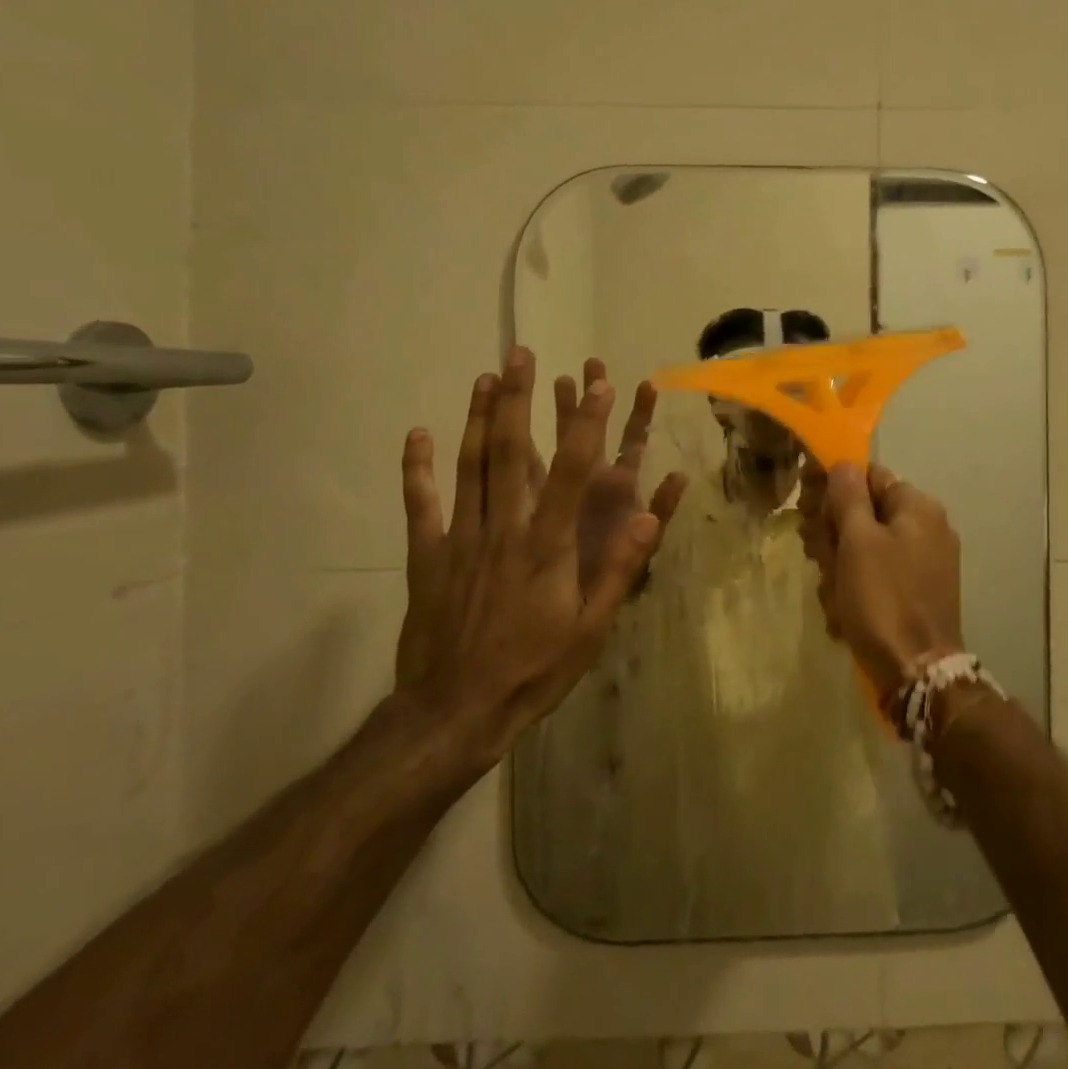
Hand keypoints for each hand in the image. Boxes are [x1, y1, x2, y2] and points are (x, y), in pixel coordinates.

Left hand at [392, 348, 676, 787]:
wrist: (454, 714)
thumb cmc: (533, 671)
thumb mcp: (591, 629)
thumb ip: (619, 569)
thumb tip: (650, 517)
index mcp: (547, 545)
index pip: (573, 472)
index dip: (589, 424)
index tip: (600, 383)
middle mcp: (504, 528)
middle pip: (512, 452)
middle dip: (520, 399)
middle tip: (521, 355)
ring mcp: (461, 539)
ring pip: (469, 466)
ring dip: (478, 418)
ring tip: (485, 376)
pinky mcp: (427, 557)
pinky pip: (422, 505)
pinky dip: (418, 468)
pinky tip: (417, 435)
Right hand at [799, 462, 963, 697]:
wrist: (916, 673)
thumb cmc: (883, 599)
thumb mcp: (858, 541)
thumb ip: (848, 495)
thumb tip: (843, 463)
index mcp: (917, 508)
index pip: (867, 477)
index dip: (833, 491)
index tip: (807, 513)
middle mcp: (927, 528)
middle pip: (864, 514)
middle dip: (833, 536)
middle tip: (817, 558)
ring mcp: (925, 563)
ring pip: (865, 548)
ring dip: (839, 568)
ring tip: (833, 596)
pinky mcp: (918, 593)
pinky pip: (878, 577)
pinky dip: (857, 590)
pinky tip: (845, 614)